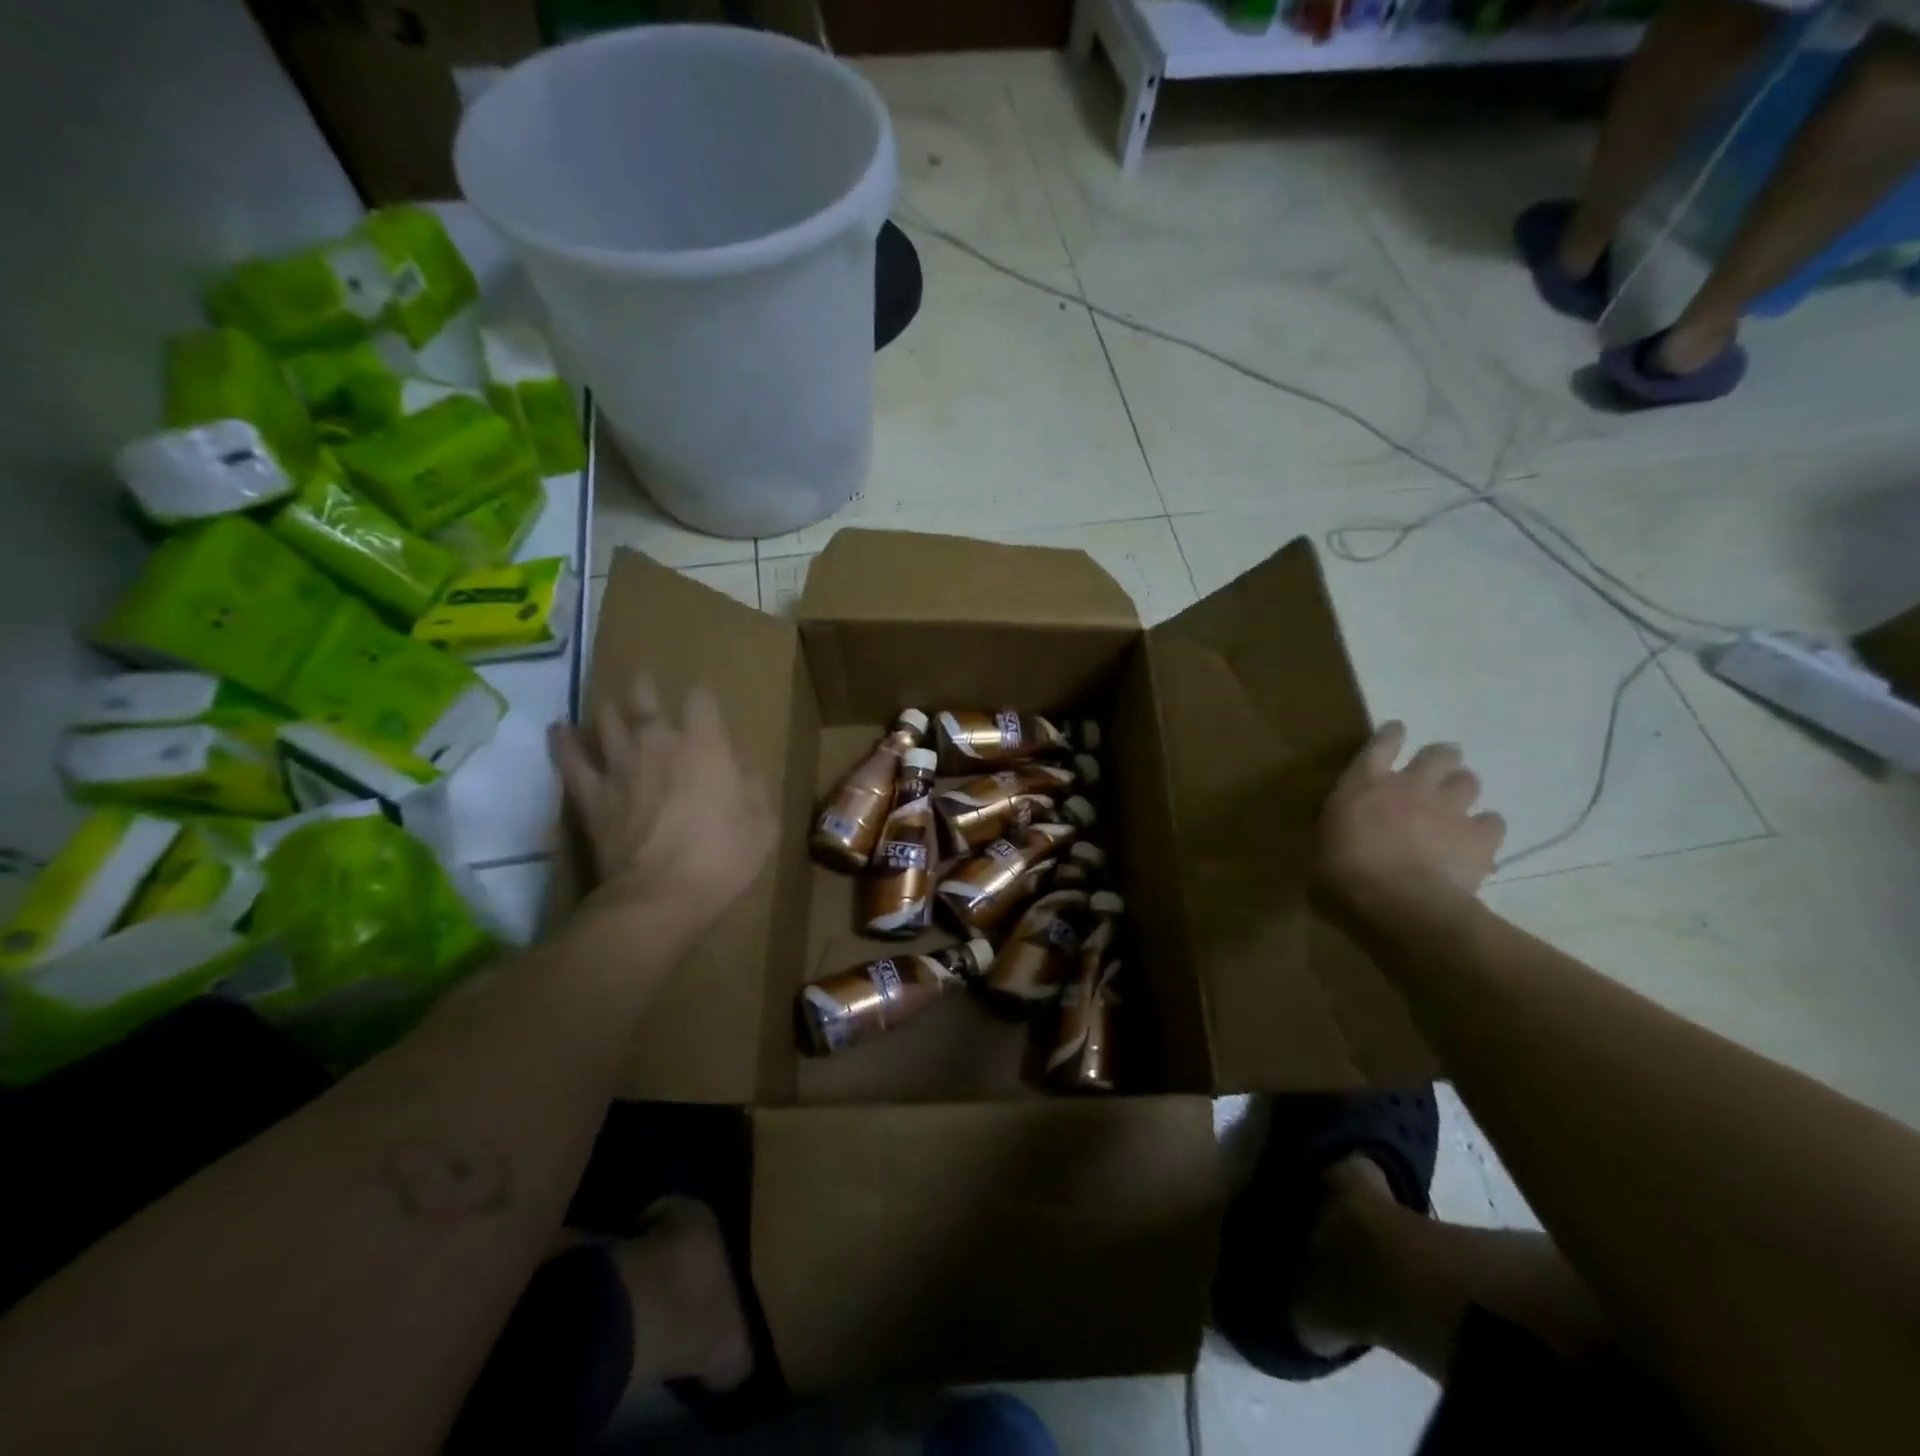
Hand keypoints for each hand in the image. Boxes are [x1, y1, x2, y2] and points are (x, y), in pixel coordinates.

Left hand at [548, 674, 776, 940]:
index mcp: (705, 746)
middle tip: (644, 680)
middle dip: (646, 687)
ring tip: (608, 704)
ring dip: (607, 709)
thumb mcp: (763, 824)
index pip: (700, 700)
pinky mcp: (590, 795)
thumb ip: (754, 787)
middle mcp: (659, 744)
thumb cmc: (723, 858)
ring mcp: (619, 767)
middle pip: (645, 700)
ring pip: (605, 721)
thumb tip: (743, 769)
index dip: (702, 697)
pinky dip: (562, 742)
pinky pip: (569, 760)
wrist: (661, 897)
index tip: (704, 703)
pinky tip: (558, 730)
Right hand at [1314, 722, 1505, 926]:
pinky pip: (1492, 822)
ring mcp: (1449, 808)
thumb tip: (1339, 836)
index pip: (1381, 743)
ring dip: (1462, 788)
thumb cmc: (1344, 875)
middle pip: (1438, 754)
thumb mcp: (1323, 846)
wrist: (1399, 902)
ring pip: (1469, 781)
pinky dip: (1485, 827)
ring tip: (1457, 803)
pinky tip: (1477, 839)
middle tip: (1436, 770)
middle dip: (1440, 758)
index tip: (1397, 731)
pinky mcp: (1479, 836)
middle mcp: (1410, 785)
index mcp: (1364, 784)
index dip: (1392, 735)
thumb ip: (1339, 829)